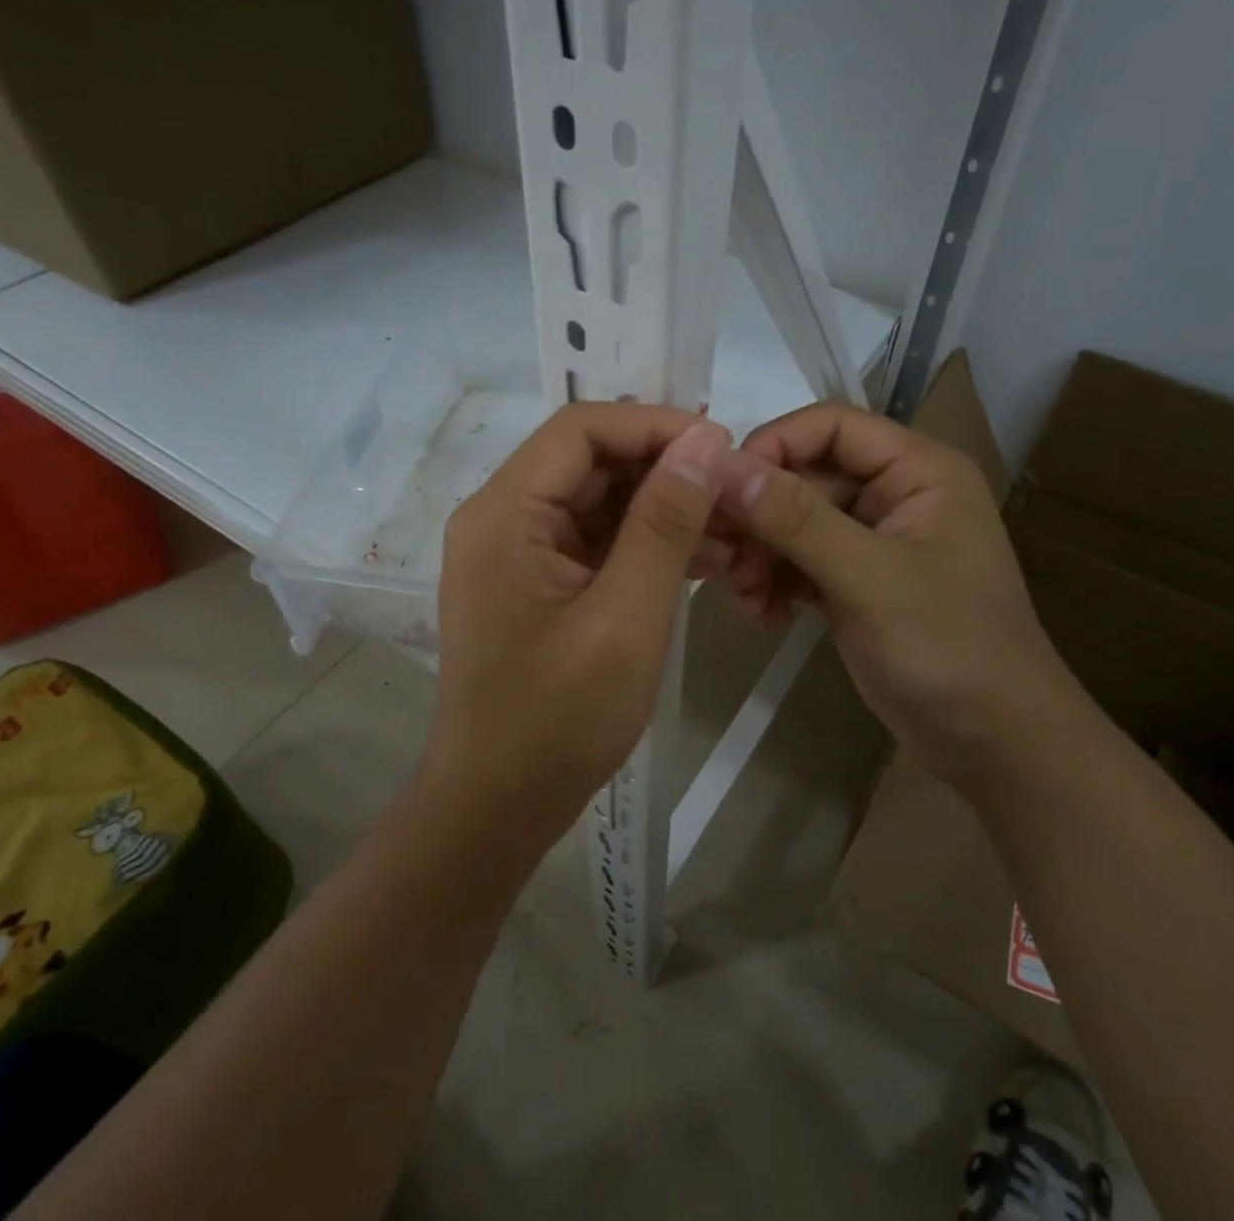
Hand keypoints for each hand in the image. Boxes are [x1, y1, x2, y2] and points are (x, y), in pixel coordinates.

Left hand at [427, 404, 734, 841]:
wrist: (498, 808)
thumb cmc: (558, 719)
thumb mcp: (626, 616)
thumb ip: (664, 523)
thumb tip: (702, 441)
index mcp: (504, 512)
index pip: (581, 430)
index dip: (653, 425)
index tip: (720, 444)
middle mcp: (503, 519)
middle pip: (590, 462)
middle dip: (665, 470)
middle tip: (735, 491)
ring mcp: (519, 554)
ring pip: (599, 502)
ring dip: (663, 509)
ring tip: (731, 530)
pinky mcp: (539, 585)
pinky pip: (597, 543)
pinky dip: (646, 545)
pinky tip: (702, 560)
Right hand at [720, 404, 1069, 784]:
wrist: (994, 745)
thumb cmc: (949, 650)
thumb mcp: (870, 579)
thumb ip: (797, 519)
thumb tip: (722, 466)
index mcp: (918, 470)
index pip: (830, 425)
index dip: (772, 447)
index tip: (723, 491)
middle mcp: (894, 494)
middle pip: (804, 476)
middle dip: (759, 518)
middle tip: (721, 559)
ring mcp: (873, 540)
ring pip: (793, 522)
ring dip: (760, 555)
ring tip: (746, 599)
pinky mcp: (855, 581)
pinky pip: (799, 561)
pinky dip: (775, 583)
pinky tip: (766, 618)